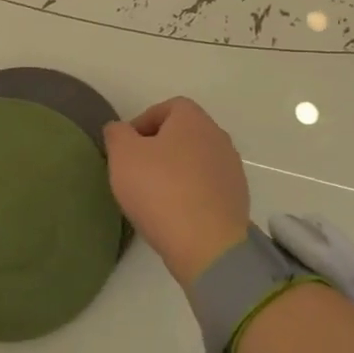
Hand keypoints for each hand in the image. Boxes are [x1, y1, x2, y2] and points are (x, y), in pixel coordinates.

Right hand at [104, 97, 251, 288]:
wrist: (207, 245)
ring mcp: (232, 170)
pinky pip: (206, 187)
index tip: (127, 147)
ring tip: (153, 195)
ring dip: (175, 171)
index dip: (143, 122)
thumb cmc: (160, 189)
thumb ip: (116, 133)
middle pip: (183, 134)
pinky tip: (174, 213)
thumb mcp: (122, 154)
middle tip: (136, 170)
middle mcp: (218, 138)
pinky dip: (190, 193)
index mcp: (193, 120)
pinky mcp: (237, 200)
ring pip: (195, 161)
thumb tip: (120, 129)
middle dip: (159, 147)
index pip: (168, 107)